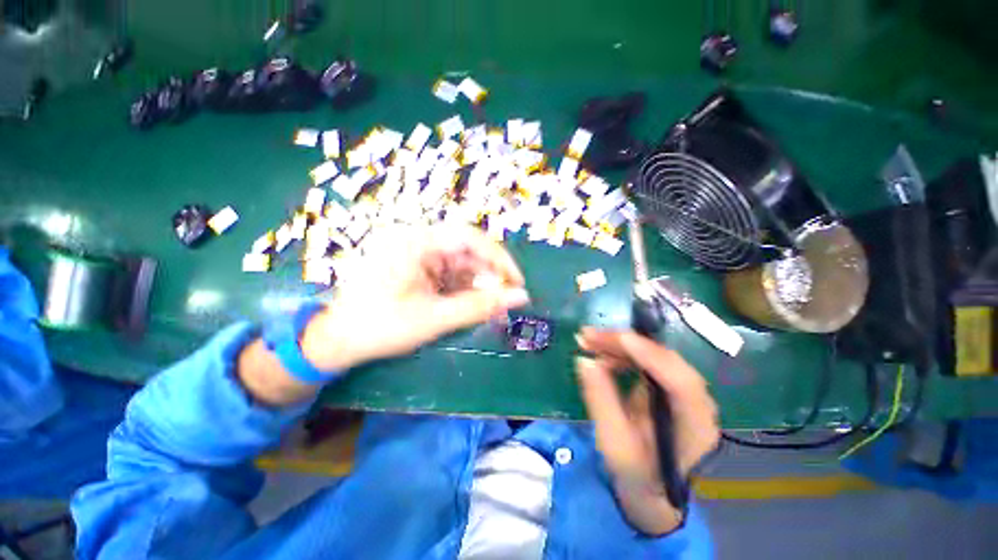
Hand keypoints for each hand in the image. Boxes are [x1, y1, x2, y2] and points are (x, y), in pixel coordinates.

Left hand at [301, 224, 529, 371]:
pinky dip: (465, 291)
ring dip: (479, 286)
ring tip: (494, 309)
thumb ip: (480, 307)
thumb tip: (521, 297)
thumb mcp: (435, 318)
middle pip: (467, 251)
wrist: (337, 341)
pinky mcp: (418, 270)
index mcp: (415, 242)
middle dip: (490, 276)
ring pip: (461, 265)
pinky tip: (475, 306)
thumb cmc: (380, 327)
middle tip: (507, 299)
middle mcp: (418, 242)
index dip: (498, 257)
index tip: (516, 281)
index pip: (468, 236)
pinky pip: (450, 275)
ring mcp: (417, 256)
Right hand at [575, 328, 718, 534]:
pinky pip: (643, 359)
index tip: (619, 340)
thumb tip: (584, 360)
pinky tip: (599, 354)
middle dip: (623, 344)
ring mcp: (681, 389)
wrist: (651, 488)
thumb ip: (601, 401)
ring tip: (586, 342)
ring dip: (617, 345)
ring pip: (651, 355)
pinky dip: (619, 353)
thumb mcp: (614, 444)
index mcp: (695, 425)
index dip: (652, 357)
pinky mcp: (666, 384)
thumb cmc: (636, 474)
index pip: (682, 383)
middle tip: (587, 336)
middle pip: (664, 360)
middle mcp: (696, 400)